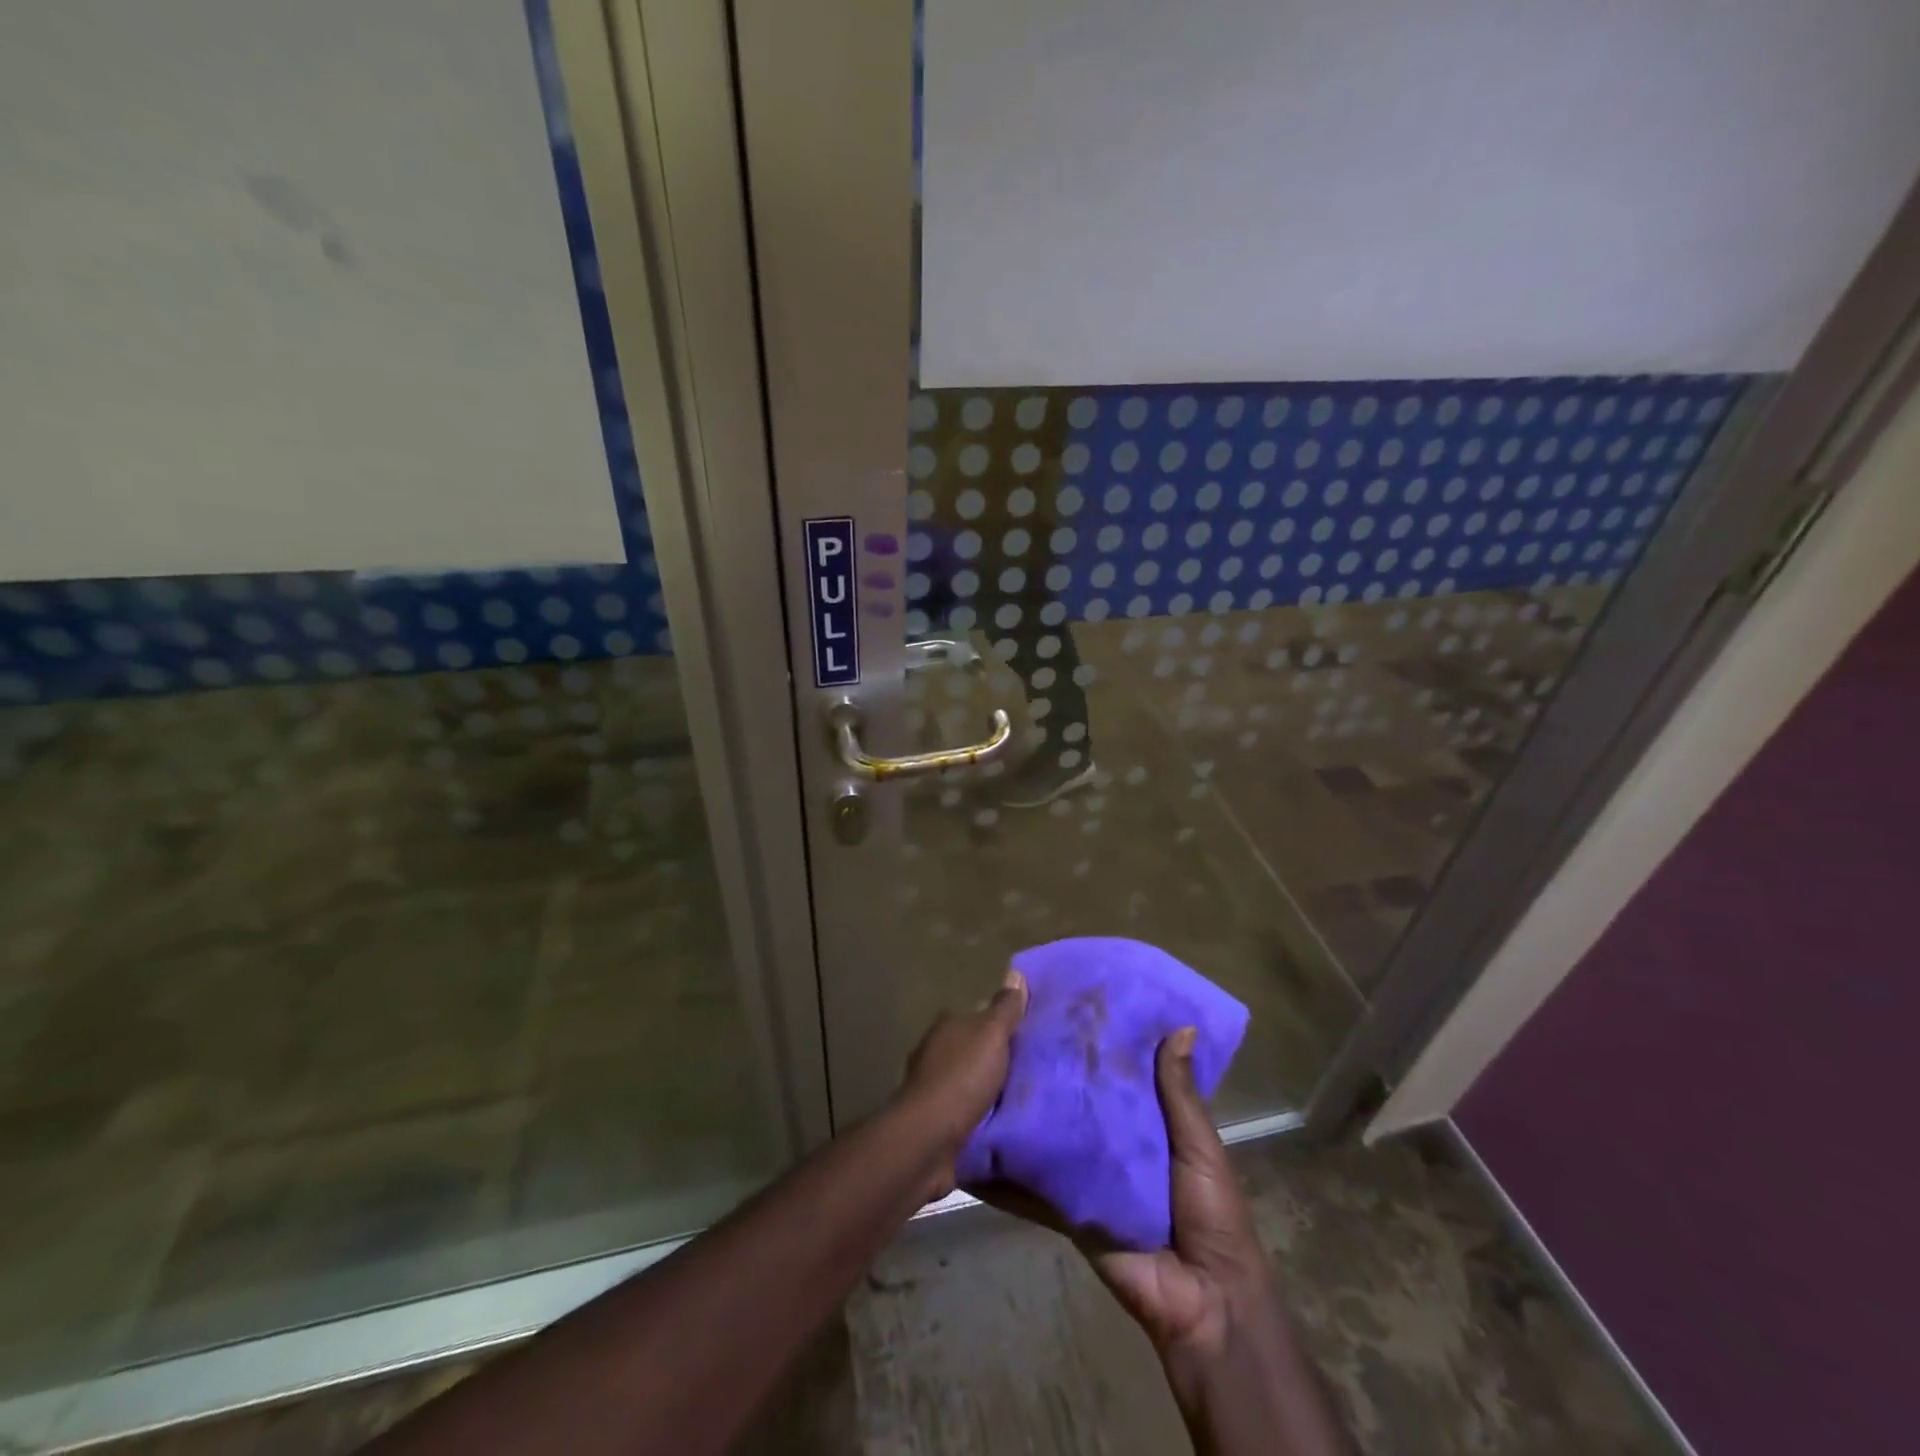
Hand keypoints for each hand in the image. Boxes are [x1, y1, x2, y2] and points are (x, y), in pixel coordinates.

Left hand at [891, 968, 1027, 1198]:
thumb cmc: (962, 1078)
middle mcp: (935, 1053)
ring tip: (1023, 1101)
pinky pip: (966, 1114)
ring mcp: (932, 1089)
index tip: (1027, 1037)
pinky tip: (1002, 1125)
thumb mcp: (991, 1035)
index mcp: (947, 1027)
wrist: (928, 1139)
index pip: (978, 1019)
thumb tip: (1015, 974)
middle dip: (996, 1060)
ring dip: (989, 1092)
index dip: (1001, 1026)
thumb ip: (1005, 1009)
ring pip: (969, 1084)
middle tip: (1033, 1071)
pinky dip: (981, 1118)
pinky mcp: (934, 1123)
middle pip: (973, 1051)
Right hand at [976, 1030, 1345, 1453]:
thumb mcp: (1200, 1146)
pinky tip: (976, 1145)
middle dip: (1054, 1071)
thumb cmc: (1211, 1212)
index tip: (1070, 1002)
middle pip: (1080, 1099)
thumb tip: (1181, 1026)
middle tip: (1013, 1028)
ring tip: (984, 1074)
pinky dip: (1010, 1171)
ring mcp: (1089, 1174)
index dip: (1099, 1042)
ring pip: (1054, 1135)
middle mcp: (1114, 1141)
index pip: (1118, 1073)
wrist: (1204, 1301)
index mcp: (1150, 1120)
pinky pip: (1037, 1184)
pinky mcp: (1069, 1207)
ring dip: (1027, 1115)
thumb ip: (1181, 1094)